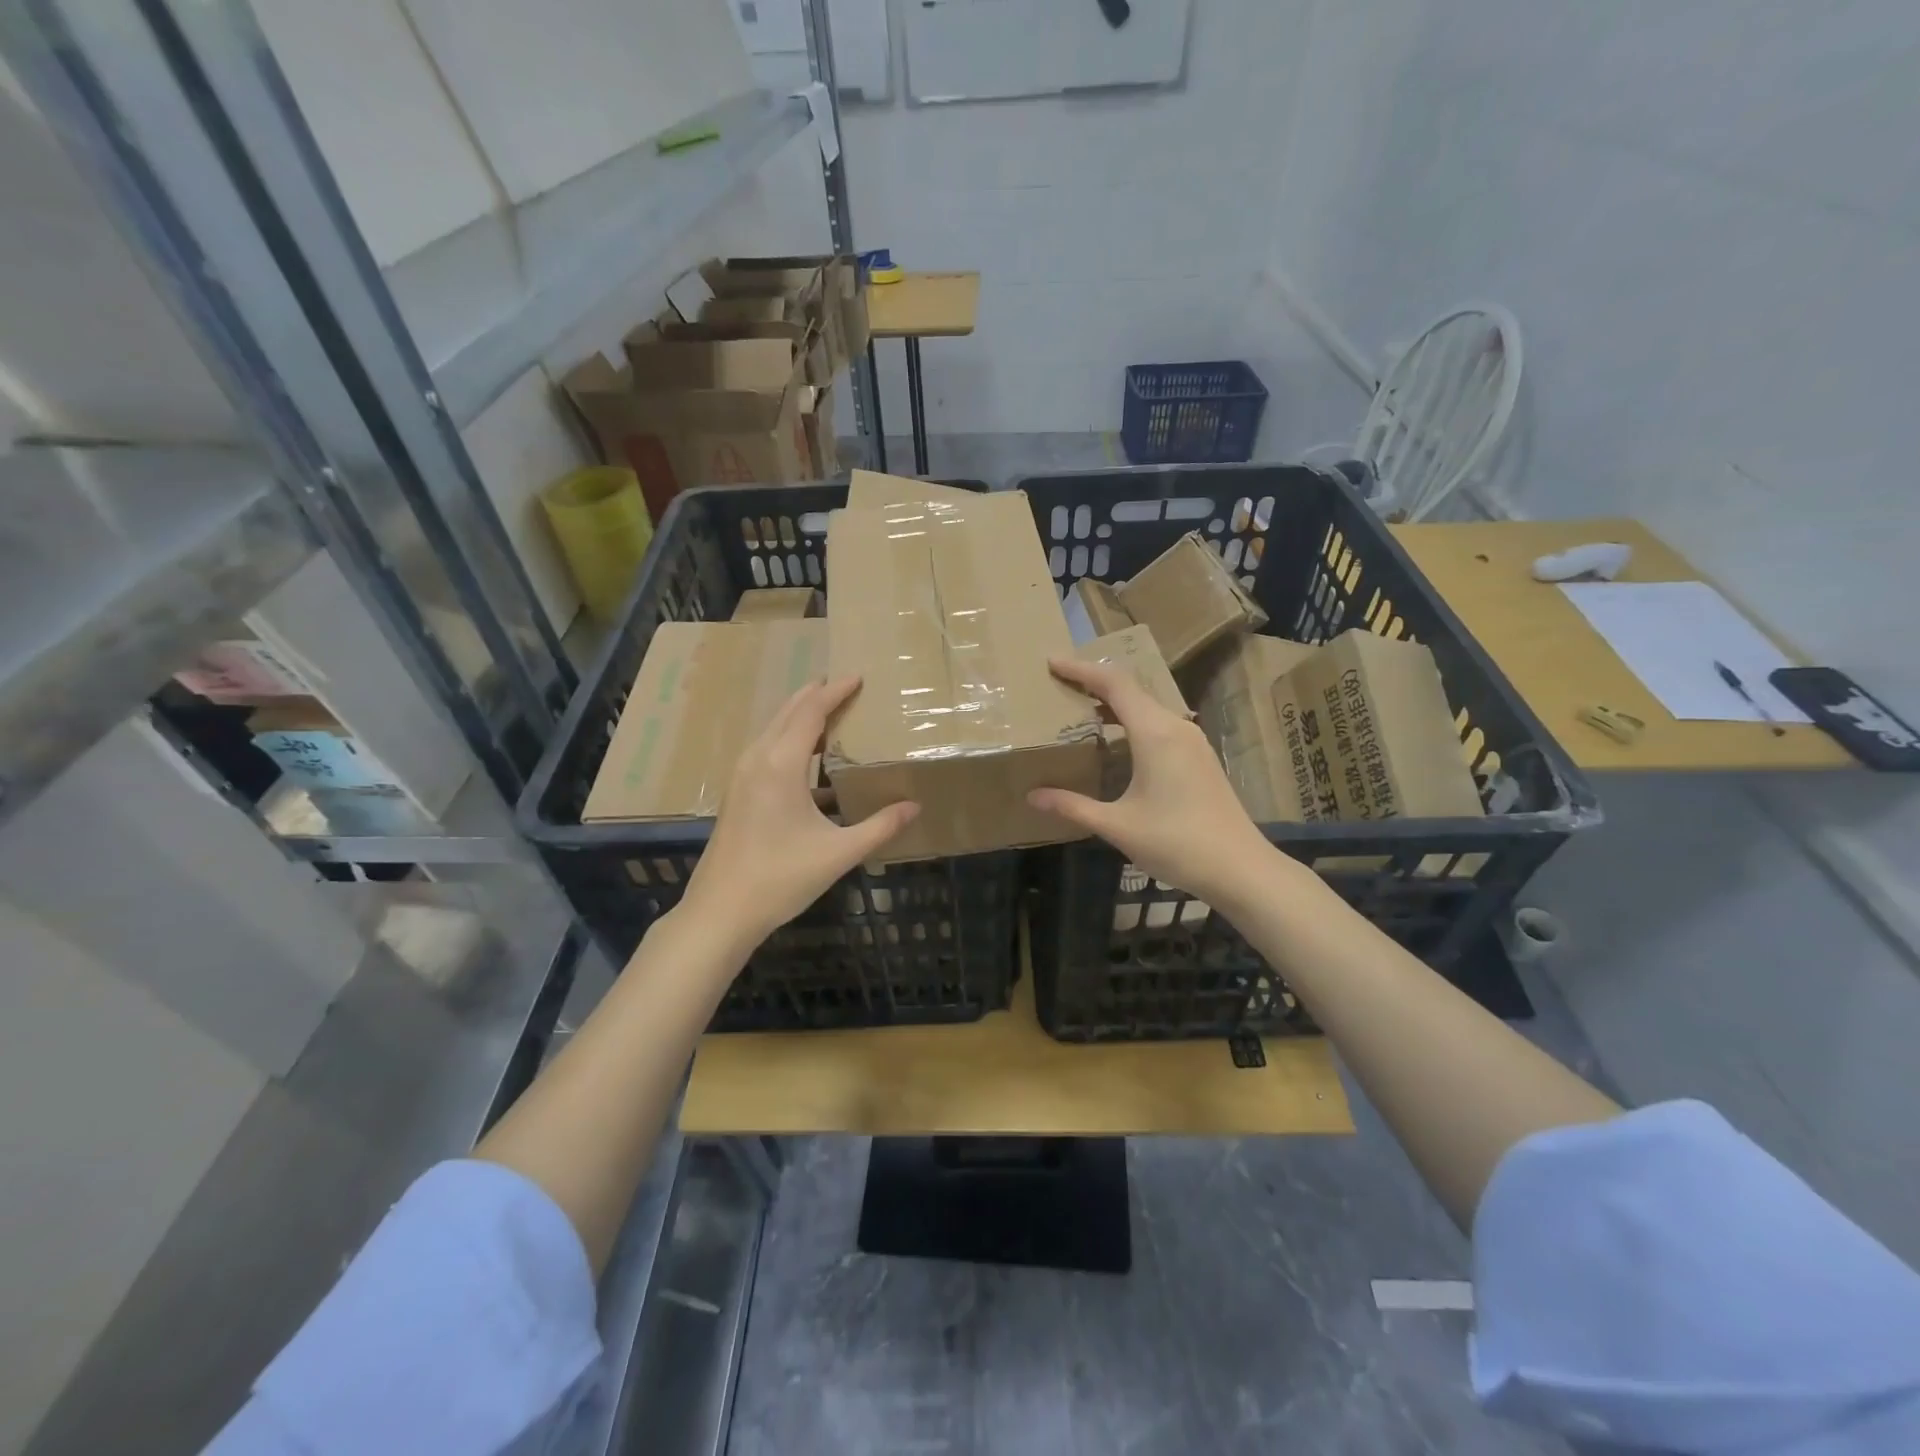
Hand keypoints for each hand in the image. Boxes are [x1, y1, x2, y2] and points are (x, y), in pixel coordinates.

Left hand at [680, 676, 918, 952]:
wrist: (720, 912)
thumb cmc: (780, 879)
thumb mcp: (838, 853)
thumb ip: (880, 827)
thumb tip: (914, 807)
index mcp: (780, 765)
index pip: (811, 712)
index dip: (835, 691)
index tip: (858, 676)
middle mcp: (757, 760)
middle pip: (788, 712)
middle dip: (816, 695)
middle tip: (845, 685)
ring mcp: (742, 776)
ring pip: (773, 730)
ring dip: (801, 716)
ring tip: (830, 712)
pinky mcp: (738, 793)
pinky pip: (766, 750)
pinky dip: (789, 739)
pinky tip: (810, 760)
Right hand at [1027, 655, 1282, 909]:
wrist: (1240, 868)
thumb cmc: (1177, 843)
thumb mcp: (1117, 826)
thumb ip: (1073, 806)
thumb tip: (1032, 796)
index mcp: (1155, 733)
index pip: (1114, 684)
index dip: (1081, 670)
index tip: (1051, 662)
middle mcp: (1176, 726)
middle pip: (1131, 690)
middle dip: (1094, 683)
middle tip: (1059, 685)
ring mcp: (1192, 741)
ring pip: (1147, 706)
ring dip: (1114, 702)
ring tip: (1080, 708)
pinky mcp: (1199, 756)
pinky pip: (1159, 723)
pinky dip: (1131, 720)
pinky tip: (1116, 740)